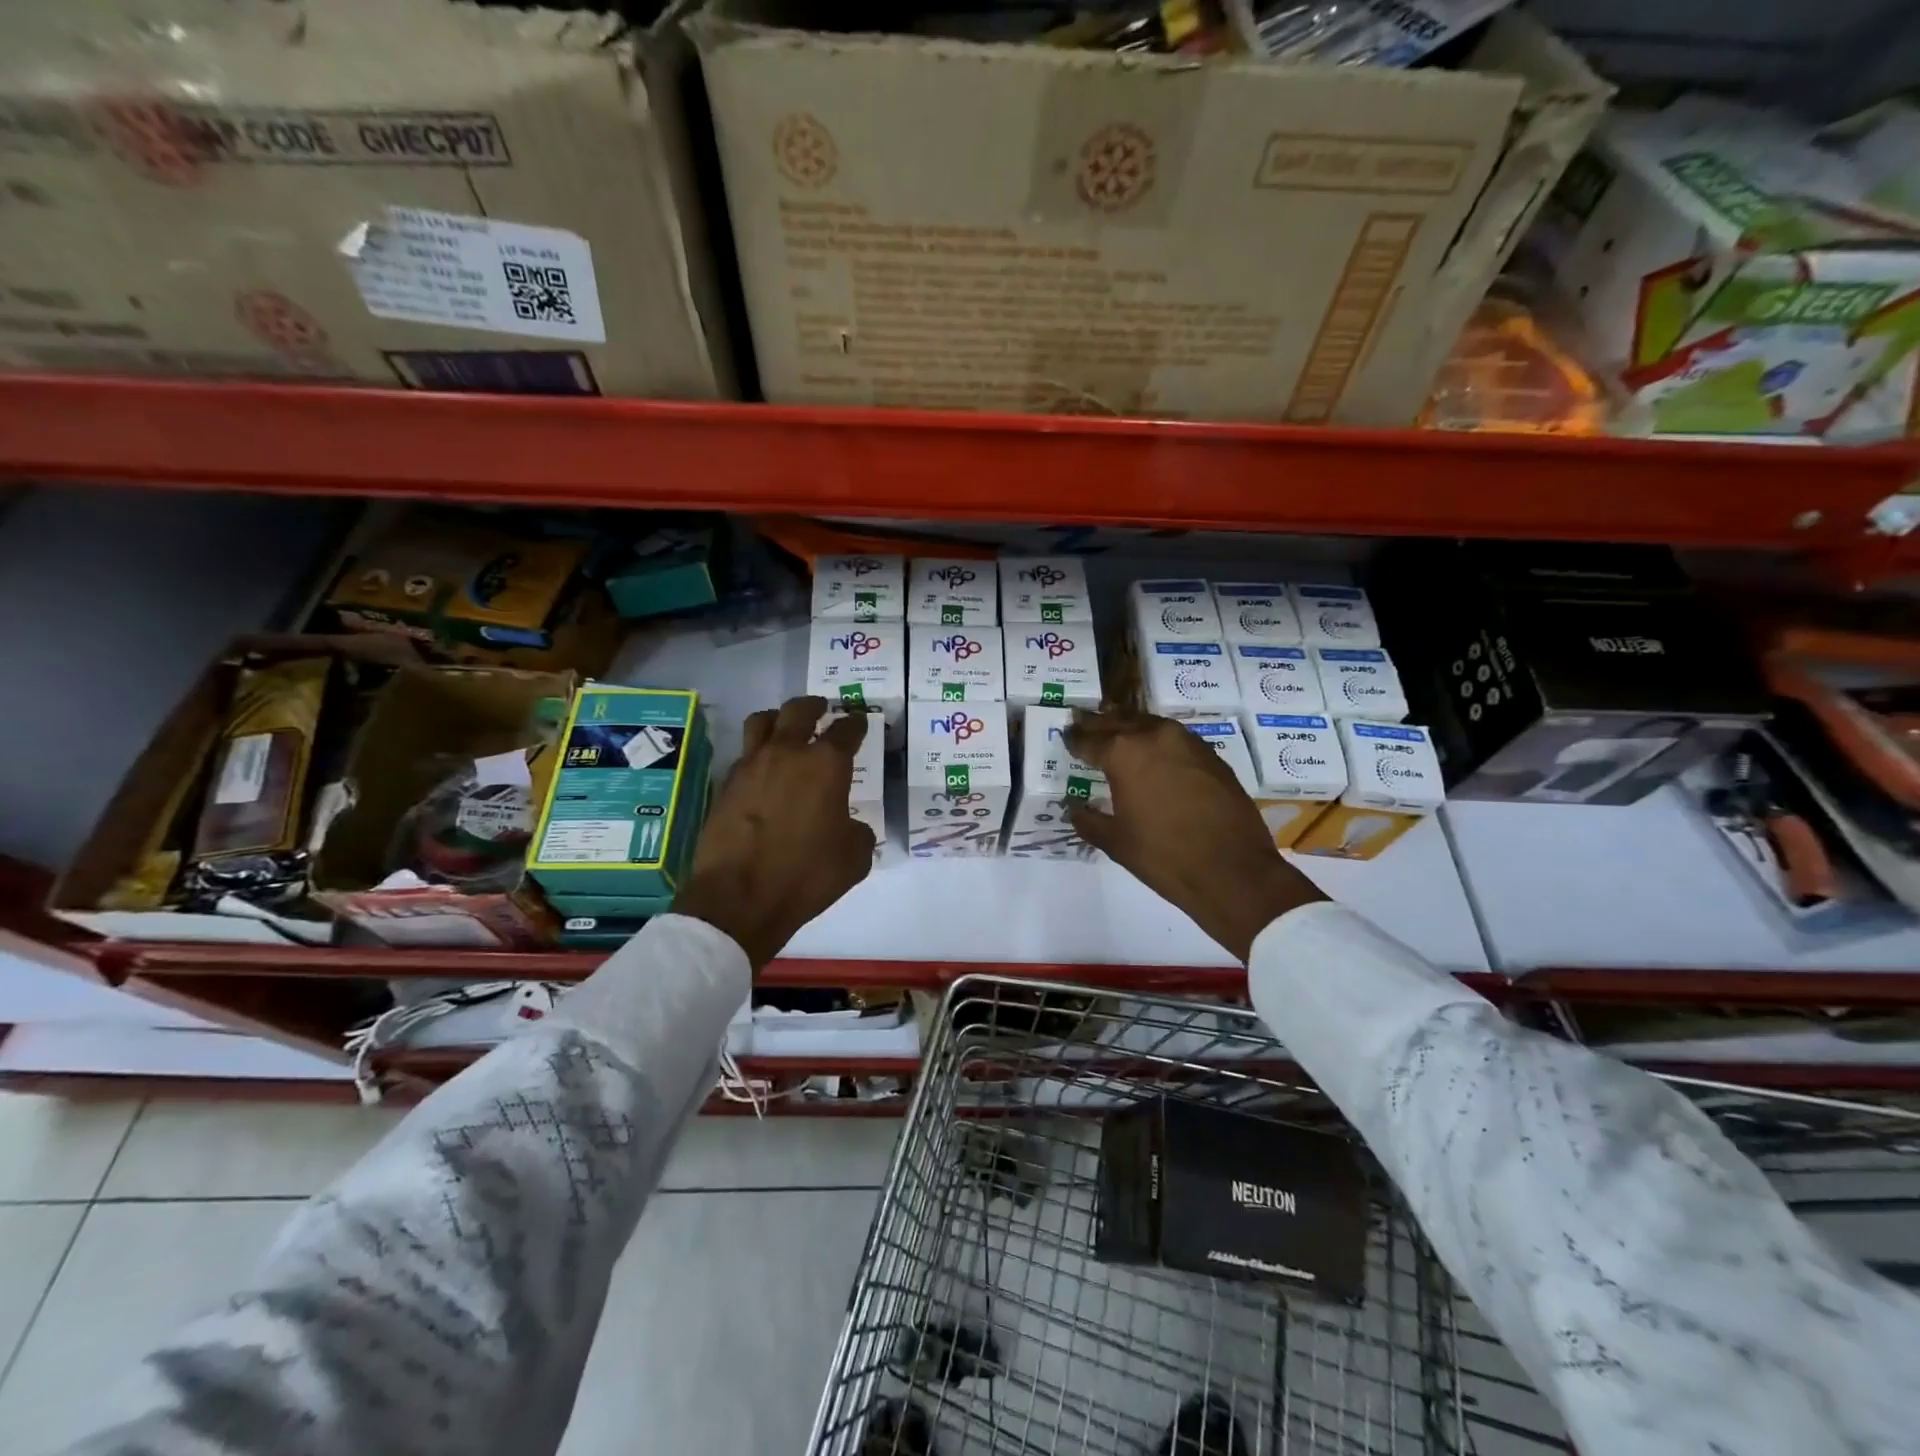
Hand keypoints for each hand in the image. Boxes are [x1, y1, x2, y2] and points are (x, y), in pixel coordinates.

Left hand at [674, 696, 875, 969]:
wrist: (739, 897)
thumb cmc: (806, 875)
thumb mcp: (854, 858)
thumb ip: (857, 831)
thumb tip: (848, 825)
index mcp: (825, 765)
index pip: (846, 730)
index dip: (855, 723)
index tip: (859, 721)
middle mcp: (787, 754)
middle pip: (799, 710)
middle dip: (814, 706)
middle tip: (821, 709)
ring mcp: (751, 766)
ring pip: (762, 721)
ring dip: (778, 719)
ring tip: (785, 728)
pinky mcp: (725, 784)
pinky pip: (744, 754)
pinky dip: (756, 753)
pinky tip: (763, 770)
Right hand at [1065, 708, 1323, 962]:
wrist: (1234, 871)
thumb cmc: (1164, 857)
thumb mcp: (1116, 842)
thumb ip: (1089, 820)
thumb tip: (1074, 808)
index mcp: (1124, 753)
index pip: (1090, 739)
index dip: (1075, 739)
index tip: (1066, 737)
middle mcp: (1155, 737)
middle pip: (1119, 721)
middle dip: (1098, 723)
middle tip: (1083, 723)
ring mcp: (1188, 743)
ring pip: (1149, 724)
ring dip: (1130, 725)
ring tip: (1115, 731)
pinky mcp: (1211, 756)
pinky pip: (1175, 738)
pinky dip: (1157, 739)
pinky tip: (1152, 752)